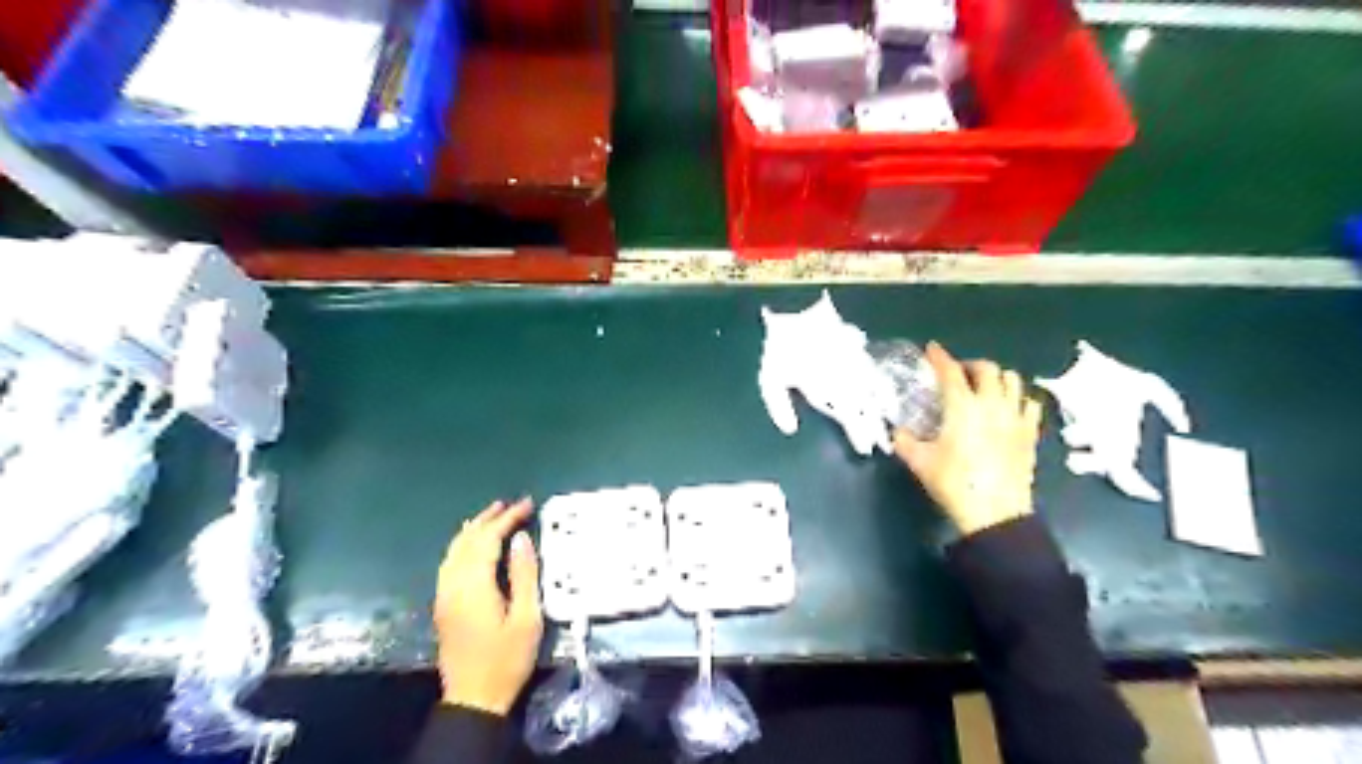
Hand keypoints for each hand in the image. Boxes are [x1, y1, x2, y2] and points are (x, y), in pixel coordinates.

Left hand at [435, 500, 544, 713]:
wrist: (473, 699)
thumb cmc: (507, 659)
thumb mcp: (527, 617)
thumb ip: (523, 575)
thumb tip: (520, 539)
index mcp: (474, 586)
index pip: (488, 540)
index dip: (507, 519)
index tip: (528, 504)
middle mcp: (453, 584)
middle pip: (467, 541)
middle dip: (490, 519)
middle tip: (512, 504)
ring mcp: (444, 594)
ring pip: (454, 550)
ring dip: (474, 529)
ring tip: (493, 514)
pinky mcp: (443, 604)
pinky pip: (449, 562)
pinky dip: (463, 544)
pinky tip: (472, 544)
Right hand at [895, 342, 1043, 533]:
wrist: (995, 513)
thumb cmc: (954, 484)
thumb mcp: (919, 462)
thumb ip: (904, 442)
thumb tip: (899, 432)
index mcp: (962, 407)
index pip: (950, 372)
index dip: (939, 357)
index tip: (931, 349)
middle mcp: (992, 404)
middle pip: (987, 369)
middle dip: (970, 365)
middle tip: (958, 374)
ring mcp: (1015, 417)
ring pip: (1013, 381)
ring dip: (996, 378)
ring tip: (984, 388)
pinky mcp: (1030, 433)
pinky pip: (1030, 404)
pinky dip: (1018, 399)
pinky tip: (1009, 409)